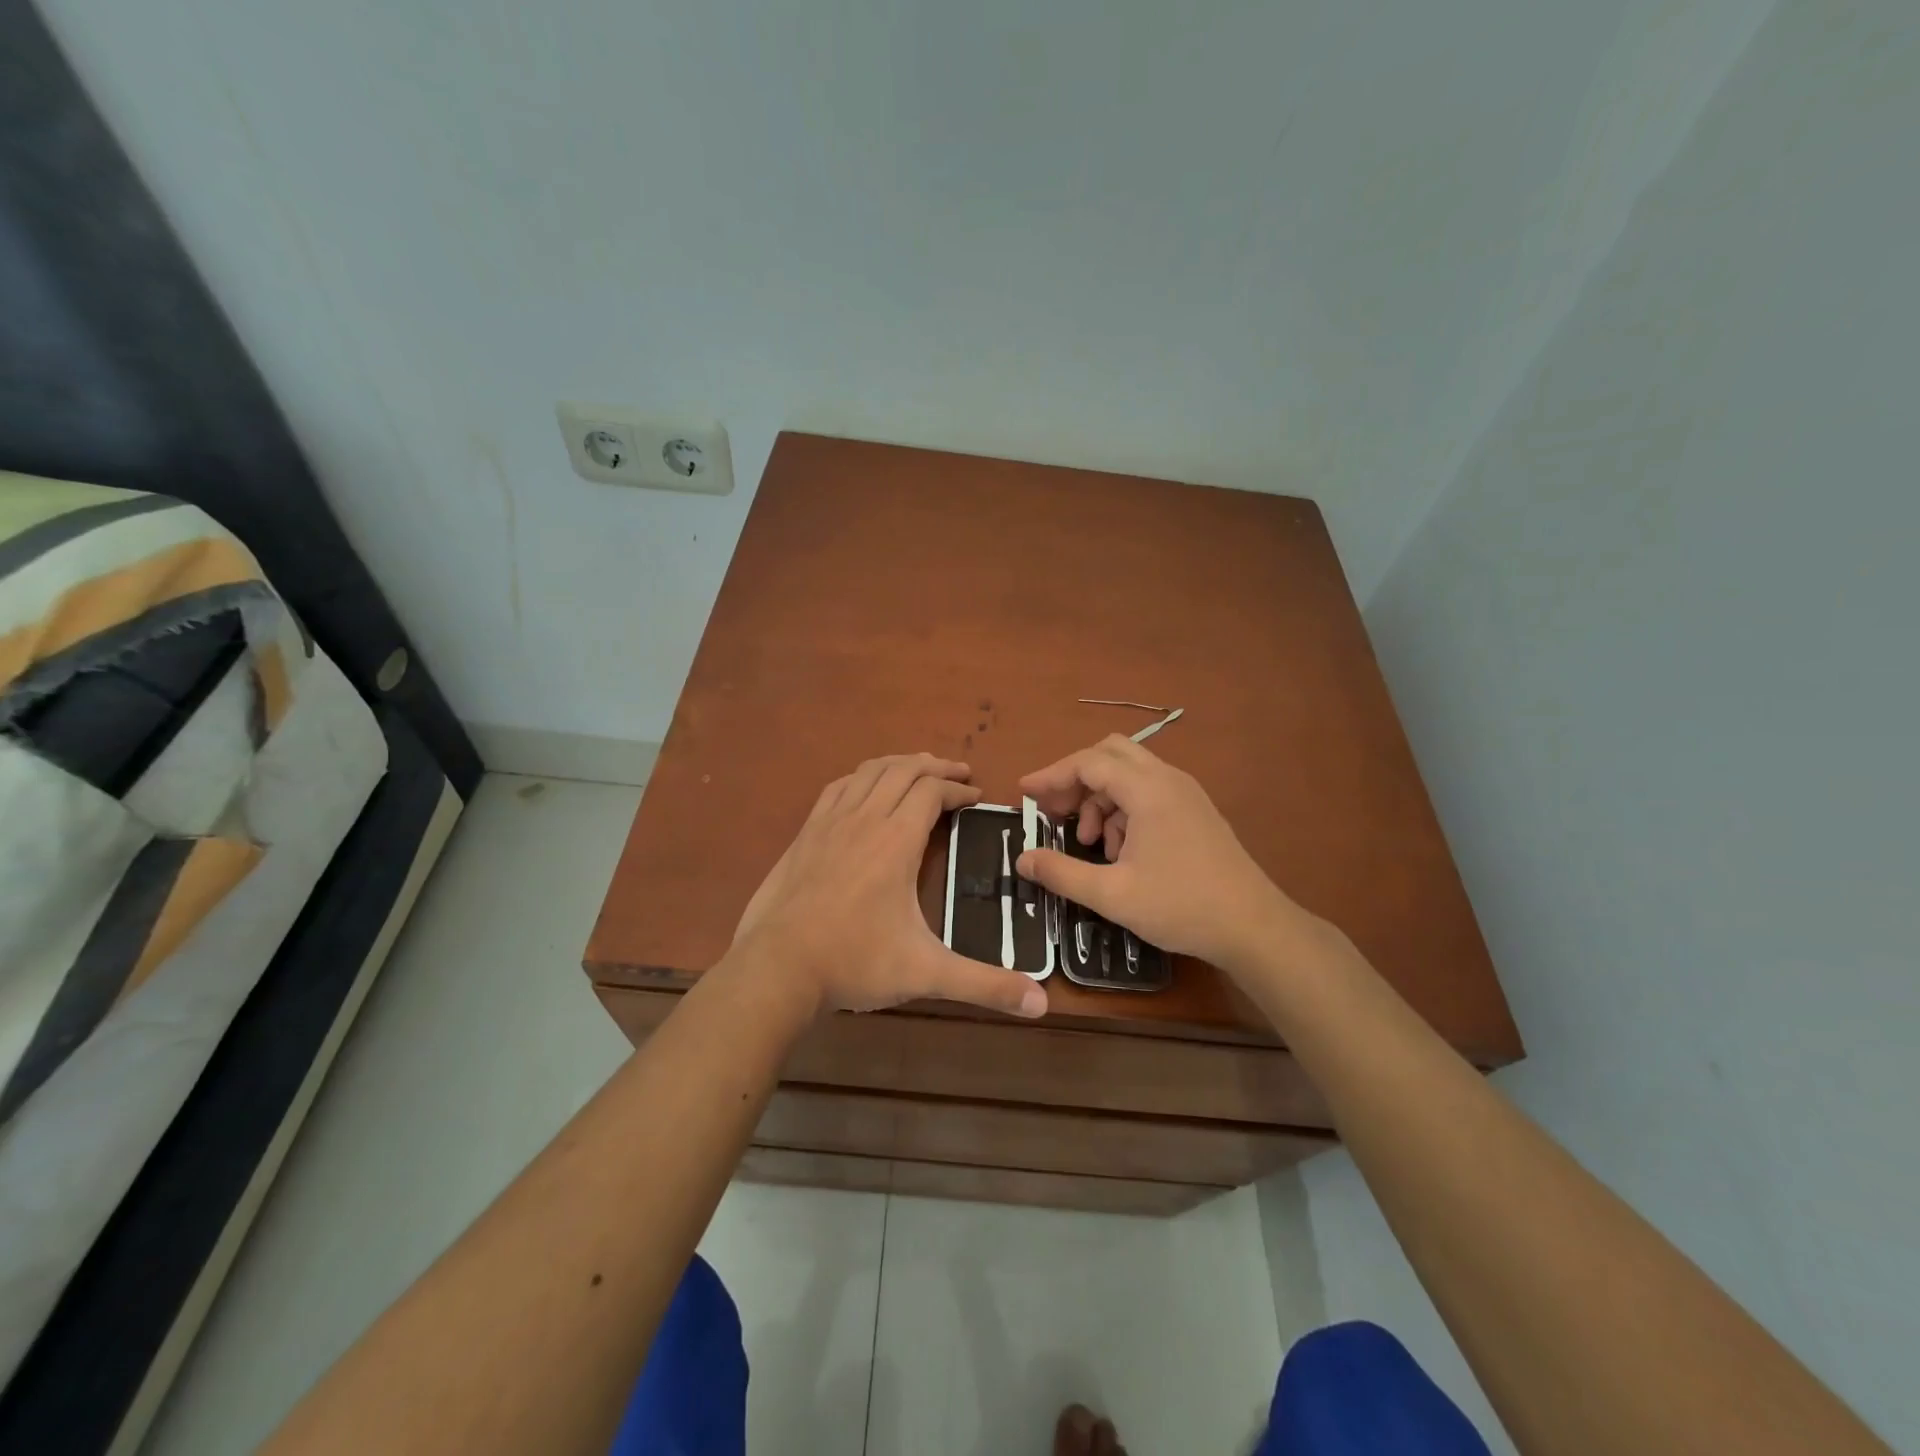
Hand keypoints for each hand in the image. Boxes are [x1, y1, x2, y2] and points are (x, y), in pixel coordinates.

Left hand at [732, 754, 1047, 1018]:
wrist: (776, 968)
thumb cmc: (854, 963)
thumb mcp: (926, 973)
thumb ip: (984, 985)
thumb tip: (1042, 1003)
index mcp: (896, 841)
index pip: (931, 792)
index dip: (958, 789)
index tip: (977, 796)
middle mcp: (864, 819)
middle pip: (903, 770)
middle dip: (935, 766)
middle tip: (958, 773)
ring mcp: (830, 822)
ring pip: (869, 772)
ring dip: (899, 764)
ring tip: (919, 769)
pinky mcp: (805, 834)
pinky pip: (838, 787)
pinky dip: (862, 777)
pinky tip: (865, 788)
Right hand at [1016, 735, 1306, 973]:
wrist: (1254, 927)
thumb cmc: (1181, 906)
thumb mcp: (1111, 894)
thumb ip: (1061, 873)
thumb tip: (1022, 859)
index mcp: (1147, 790)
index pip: (1088, 762)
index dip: (1051, 775)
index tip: (1024, 794)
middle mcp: (1168, 779)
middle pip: (1110, 754)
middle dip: (1076, 779)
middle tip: (1054, 811)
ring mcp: (1186, 793)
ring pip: (1130, 774)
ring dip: (1100, 798)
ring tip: (1090, 842)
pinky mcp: (1196, 811)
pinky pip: (1148, 792)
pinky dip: (1124, 809)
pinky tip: (1119, 851)